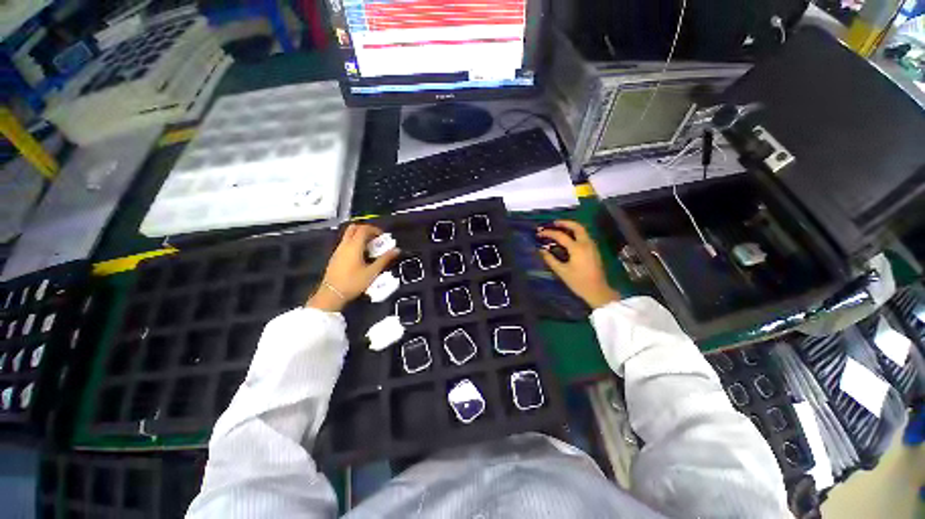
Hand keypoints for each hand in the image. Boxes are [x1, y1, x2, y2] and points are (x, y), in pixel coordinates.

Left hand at [306, 224, 399, 311]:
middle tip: (375, 238)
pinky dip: (354, 243)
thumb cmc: (354, 282)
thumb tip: (396, 250)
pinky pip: (345, 243)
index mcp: (354, 246)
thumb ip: (385, 259)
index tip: (383, 236)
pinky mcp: (335, 256)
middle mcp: (344, 245)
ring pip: (348, 235)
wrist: (332, 294)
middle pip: (354, 228)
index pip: (364, 229)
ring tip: (370, 248)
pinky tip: (361, 255)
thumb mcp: (372, 272)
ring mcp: (338, 250)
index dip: (375, 229)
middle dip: (366, 230)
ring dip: (360, 236)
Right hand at [537, 220, 619, 308]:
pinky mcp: (594, 250)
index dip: (549, 233)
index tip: (539, 233)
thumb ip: (550, 259)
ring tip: (560, 228)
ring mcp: (592, 246)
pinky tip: (569, 237)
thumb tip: (541, 250)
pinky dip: (576, 233)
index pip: (560, 236)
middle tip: (553, 223)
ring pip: (582, 230)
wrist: (597, 291)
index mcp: (577, 248)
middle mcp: (586, 244)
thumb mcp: (562, 271)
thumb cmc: (578, 282)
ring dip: (571, 227)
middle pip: (576, 227)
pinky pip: (584, 236)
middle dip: (564, 223)